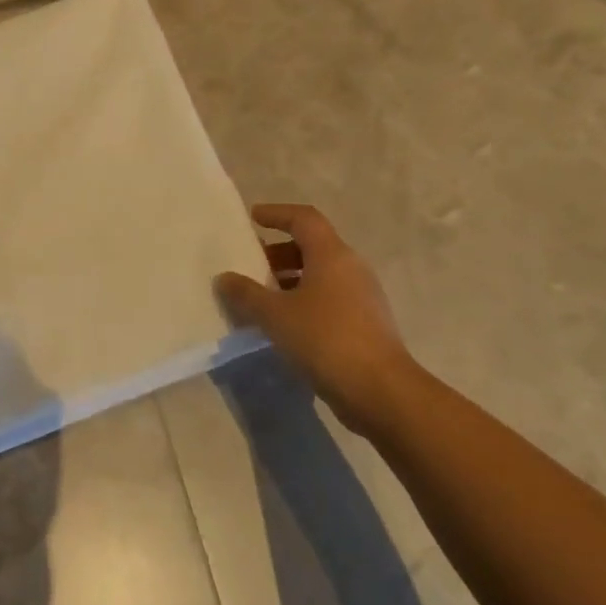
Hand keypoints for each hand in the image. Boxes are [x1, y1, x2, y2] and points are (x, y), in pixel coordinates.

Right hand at [215, 204, 420, 437]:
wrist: (381, 391)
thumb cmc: (325, 339)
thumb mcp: (275, 315)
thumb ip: (246, 293)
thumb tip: (224, 278)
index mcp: (331, 254)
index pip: (304, 218)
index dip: (277, 213)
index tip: (253, 218)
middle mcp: (351, 267)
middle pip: (312, 246)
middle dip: (278, 251)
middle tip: (250, 264)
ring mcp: (362, 296)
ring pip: (320, 274)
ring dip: (289, 279)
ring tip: (260, 296)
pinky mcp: (365, 323)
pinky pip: (329, 298)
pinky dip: (303, 300)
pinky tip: (283, 323)